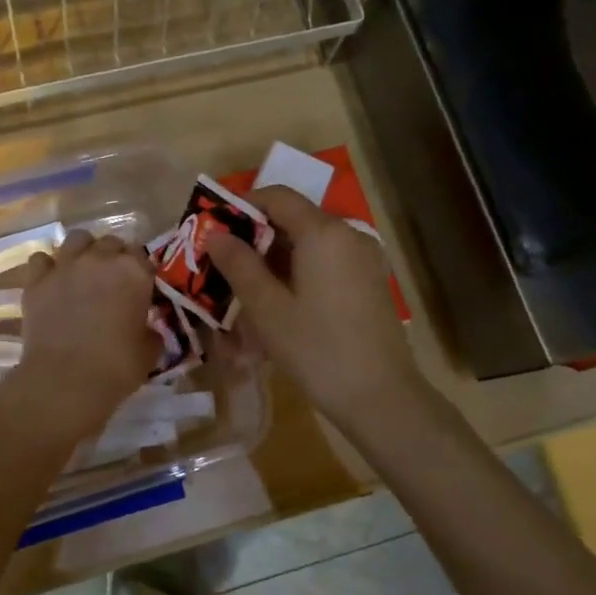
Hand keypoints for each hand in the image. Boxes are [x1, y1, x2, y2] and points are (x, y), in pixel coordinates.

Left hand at [12, 230, 158, 437]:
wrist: (65, 380)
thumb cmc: (116, 367)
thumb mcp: (149, 351)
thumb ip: (151, 331)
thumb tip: (147, 328)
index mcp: (134, 272)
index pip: (143, 257)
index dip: (142, 272)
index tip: (141, 289)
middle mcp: (101, 259)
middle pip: (111, 242)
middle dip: (114, 257)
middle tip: (112, 281)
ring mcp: (66, 266)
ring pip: (77, 239)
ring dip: (83, 251)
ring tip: (83, 272)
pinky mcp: (37, 280)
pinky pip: (41, 258)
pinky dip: (47, 267)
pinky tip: (52, 282)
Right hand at [207, 186, 422, 427]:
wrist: (381, 397)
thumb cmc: (317, 350)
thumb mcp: (267, 309)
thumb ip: (239, 265)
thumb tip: (216, 234)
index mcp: (323, 232)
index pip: (277, 196)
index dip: (242, 205)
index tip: (214, 228)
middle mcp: (348, 234)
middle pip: (294, 218)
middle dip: (256, 235)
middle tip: (223, 264)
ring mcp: (364, 258)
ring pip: (309, 242)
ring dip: (275, 257)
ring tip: (246, 288)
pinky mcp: (369, 281)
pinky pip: (326, 261)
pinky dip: (298, 271)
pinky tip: (280, 303)